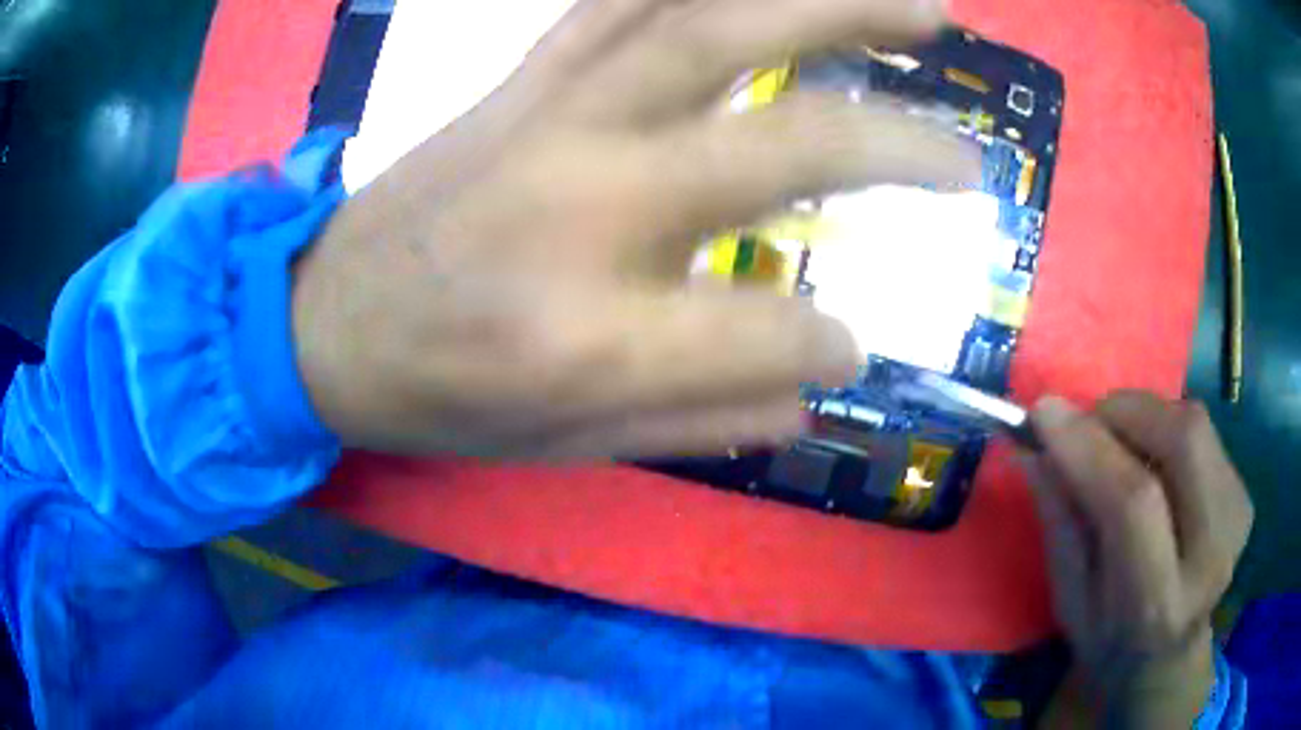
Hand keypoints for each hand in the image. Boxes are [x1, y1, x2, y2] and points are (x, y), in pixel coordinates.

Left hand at [290, 0, 978, 457]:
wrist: (320, 323)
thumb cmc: (431, 398)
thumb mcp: (561, 447)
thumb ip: (702, 418)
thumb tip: (816, 377)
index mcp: (589, 340)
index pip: (770, 336)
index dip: (829, 345)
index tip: (854, 343)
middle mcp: (585, 206)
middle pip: (782, 142)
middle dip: (900, 142)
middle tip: (972, 151)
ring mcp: (551, 118)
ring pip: (714, 26)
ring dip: (833, 7)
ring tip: (919, 13)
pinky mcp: (522, 80)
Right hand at [1027, 392, 1252, 727]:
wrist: (1169, 656)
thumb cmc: (1108, 641)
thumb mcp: (1070, 602)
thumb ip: (1060, 525)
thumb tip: (1036, 447)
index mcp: (1156, 603)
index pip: (1134, 502)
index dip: (1090, 446)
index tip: (1044, 412)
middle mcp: (1210, 554)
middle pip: (1183, 439)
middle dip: (1127, 411)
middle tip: (1090, 422)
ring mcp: (1235, 520)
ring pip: (1195, 424)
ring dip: (1147, 417)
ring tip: (1120, 445)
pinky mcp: (1244, 496)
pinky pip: (1205, 432)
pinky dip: (1168, 429)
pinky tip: (1155, 464)